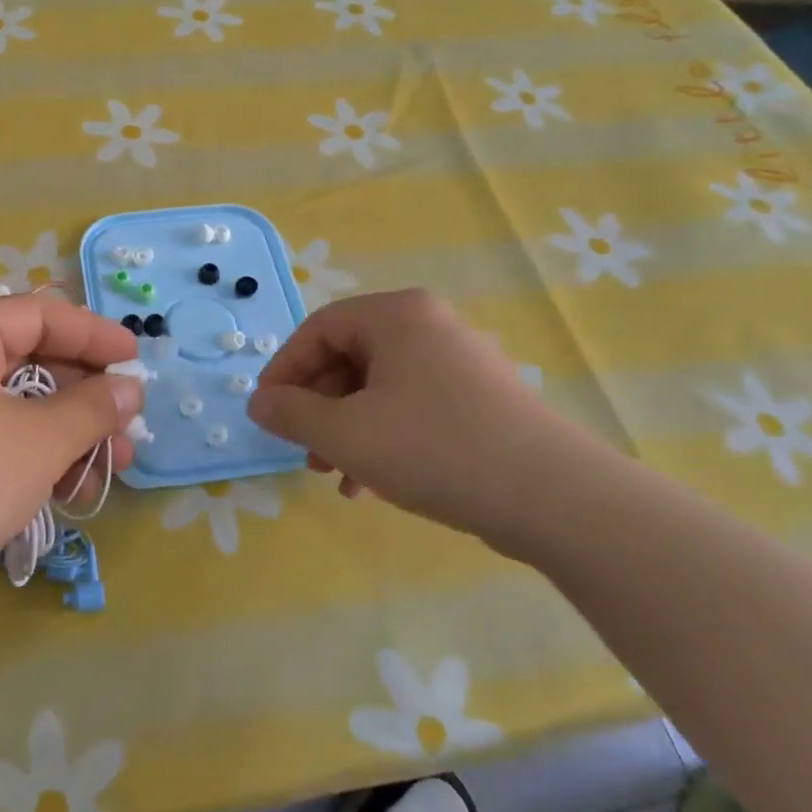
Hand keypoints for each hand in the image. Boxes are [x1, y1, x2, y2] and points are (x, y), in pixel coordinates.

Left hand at [0, 296, 141, 648]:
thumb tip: (129, 388)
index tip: (137, 358)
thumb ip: (90, 409)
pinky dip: (38, 466)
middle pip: (31, 365)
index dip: (92, 333)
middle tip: (130, 422)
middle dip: (86, 395)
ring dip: (70, 437)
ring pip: (19, 414)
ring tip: (116, 466)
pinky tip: (74, 494)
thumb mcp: (35, 440)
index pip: (38, 315)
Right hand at [247, 289, 583, 552]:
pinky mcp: (478, 398)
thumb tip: (259, 402)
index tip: (266, 414)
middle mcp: (428, 325)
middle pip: (348, 357)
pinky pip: (410, 406)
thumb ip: (292, 413)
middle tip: (303, 451)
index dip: (284, 371)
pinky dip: (382, 437)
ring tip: (333, 475)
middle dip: (317, 407)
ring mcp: (458, 361)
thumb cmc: (434, 448)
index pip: (318, 329)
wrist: (552, 497)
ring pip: (378, 387)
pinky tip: (370, 484)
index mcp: (396, 315)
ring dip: (346, 429)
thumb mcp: (347, 433)